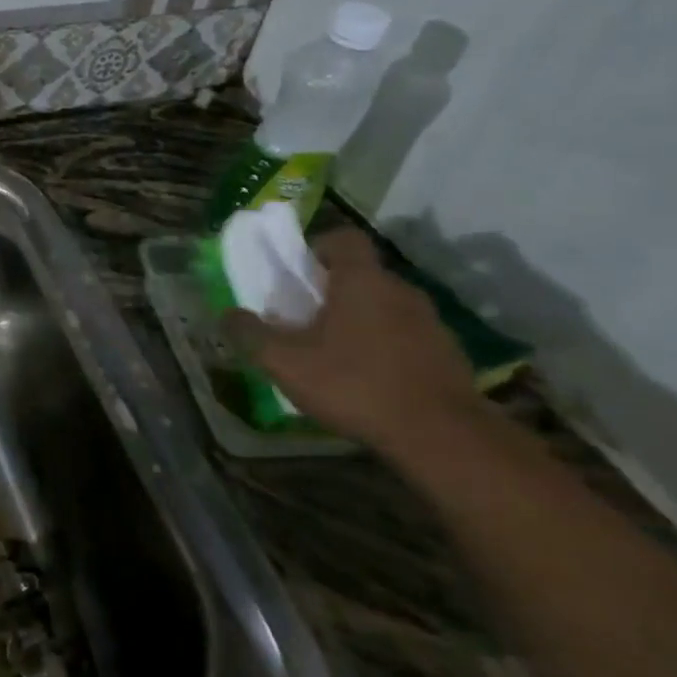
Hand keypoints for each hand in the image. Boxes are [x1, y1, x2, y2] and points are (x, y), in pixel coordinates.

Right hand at [226, 228, 478, 458]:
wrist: (444, 437)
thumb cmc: (355, 384)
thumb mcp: (285, 362)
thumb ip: (250, 334)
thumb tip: (227, 315)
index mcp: (361, 281)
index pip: (344, 238)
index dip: (318, 247)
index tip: (299, 271)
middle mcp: (401, 291)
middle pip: (363, 275)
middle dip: (333, 290)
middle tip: (305, 316)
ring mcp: (431, 323)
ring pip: (385, 307)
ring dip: (360, 320)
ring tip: (334, 352)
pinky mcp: (449, 355)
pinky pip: (407, 337)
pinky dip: (385, 347)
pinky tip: (368, 379)